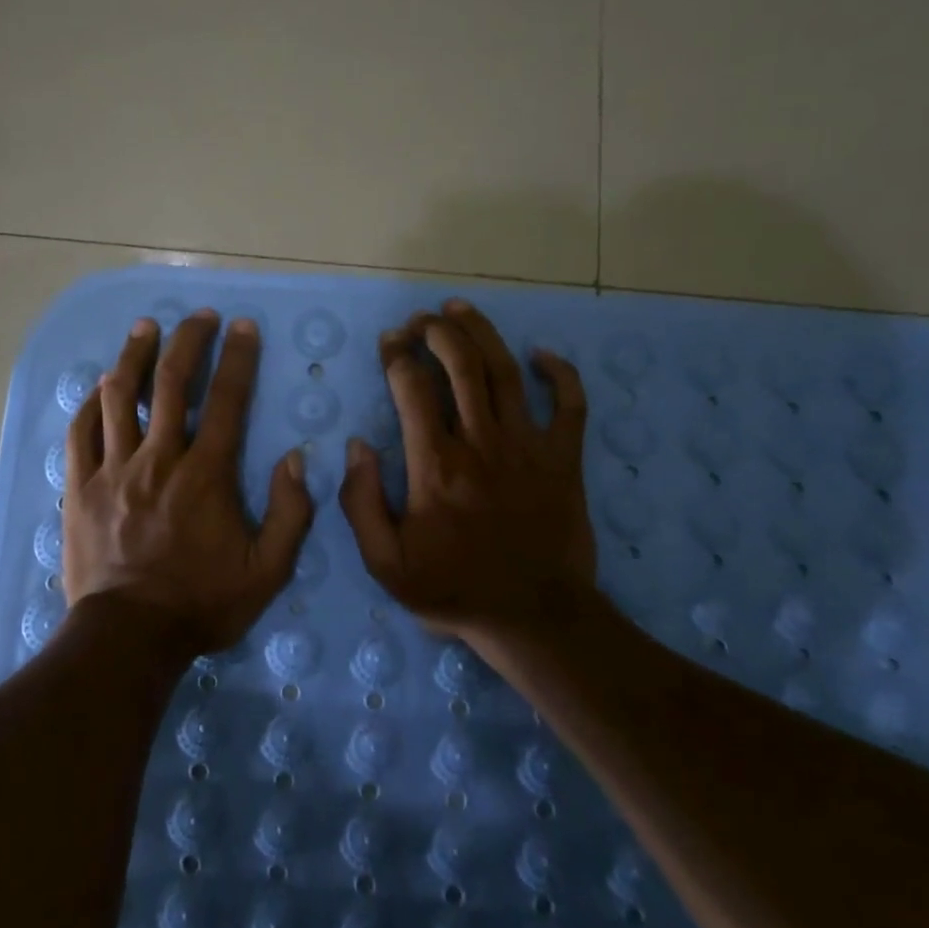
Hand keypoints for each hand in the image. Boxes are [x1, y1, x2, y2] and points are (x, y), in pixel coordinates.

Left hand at [63, 310, 314, 655]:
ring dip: (135, 356)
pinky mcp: (80, 487)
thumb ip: (291, 513)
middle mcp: (159, 458)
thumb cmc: (201, 603)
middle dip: (189, 340)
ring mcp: (113, 469)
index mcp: (206, 474)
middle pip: (173, 382)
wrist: (129, 637)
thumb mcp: (267, 570)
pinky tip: (100, 386)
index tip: (243, 327)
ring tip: (146, 328)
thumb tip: (296, 459)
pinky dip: (91, 403)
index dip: (238, 358)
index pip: (228, 400)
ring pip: (120, 396)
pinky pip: (81, 432)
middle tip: (198, 316)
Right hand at [339, 298, 598, 645]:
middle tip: (421, 319)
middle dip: (436, 331)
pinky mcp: (565, 460)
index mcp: (436, 465)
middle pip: (461, 365)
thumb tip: (358, 444)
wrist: (535, 618)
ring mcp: (529, 447)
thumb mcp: (385, 562)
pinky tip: (542, 354)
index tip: (389, 341)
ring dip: (481, 333)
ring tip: (460, 309)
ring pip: (506, 372)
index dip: (397, 355)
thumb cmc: (454, 589)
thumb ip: (361, 502)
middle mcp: (482, 443)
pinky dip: (561, 374)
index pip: (412, 388)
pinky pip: (570, 405)